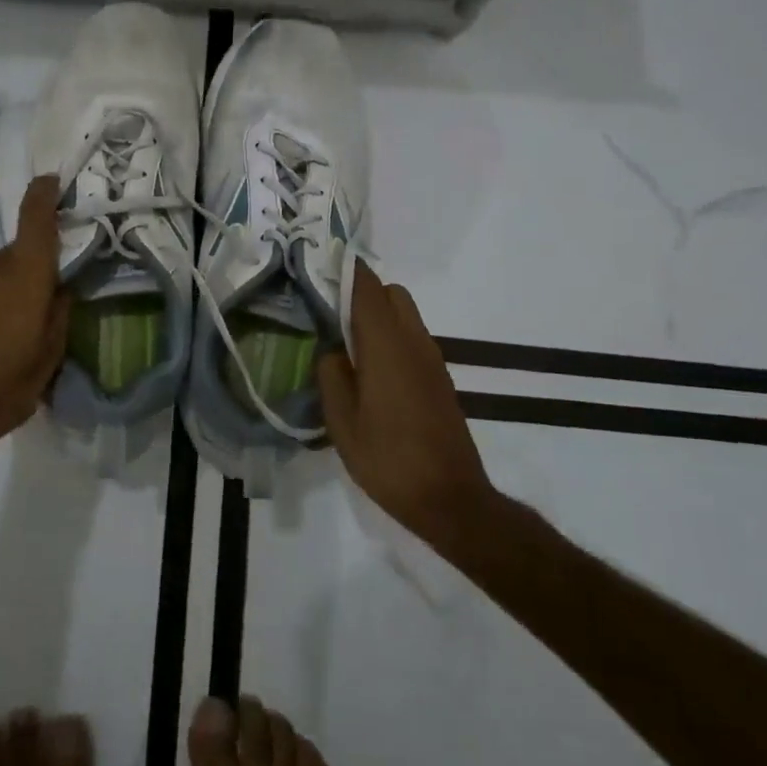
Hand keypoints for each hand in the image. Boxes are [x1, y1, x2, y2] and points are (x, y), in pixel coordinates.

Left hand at [0, 176, 72, 469]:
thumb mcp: (50, 356)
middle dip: (34, 271)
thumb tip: (60, 289)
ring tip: (13, 332)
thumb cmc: (5, 386)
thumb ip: (59, 313)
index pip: (35, 218)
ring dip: (8, 290)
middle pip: (19, 253)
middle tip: (44, 306)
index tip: (53, 181)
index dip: (44, 194)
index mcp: (24, 276)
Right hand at [317, 267, 499, 545]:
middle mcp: (414, 342)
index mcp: (387, 345)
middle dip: (361, 292)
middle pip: (391, 293)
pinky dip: (390, 338)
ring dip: (376, 316)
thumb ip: (331, 374)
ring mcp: (431, 360)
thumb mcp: (342, 420)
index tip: (316, 266)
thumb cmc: (388, 459)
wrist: (450, 499)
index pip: (367, 286)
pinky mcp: (439, 379)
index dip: (343, 270)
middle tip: (328, 314)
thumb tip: (331, 350)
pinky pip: (411, 339)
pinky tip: (369, 371)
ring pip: (404, 315)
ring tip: (344, 344)